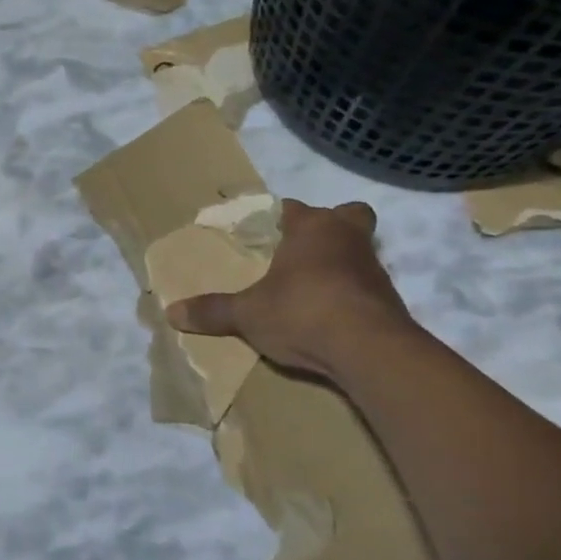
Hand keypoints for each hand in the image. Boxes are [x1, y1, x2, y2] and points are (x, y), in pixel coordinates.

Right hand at [165, 199, 412, 380]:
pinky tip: (327, 316)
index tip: (264, 230)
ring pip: (357, 252)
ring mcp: (374, 269)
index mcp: (312, 228)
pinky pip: (365, 287)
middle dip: (329, 227)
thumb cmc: (303, 312)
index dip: (279, 216)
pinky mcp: (389, 302)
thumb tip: (171, 313)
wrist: (370, 351)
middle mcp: (348, 239)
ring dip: (339, 264)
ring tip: (307, 289)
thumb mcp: (247, 314)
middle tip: (301, 249)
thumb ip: (213, 311)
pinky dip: (349, 295)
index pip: (293, 208)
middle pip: (347, 217)